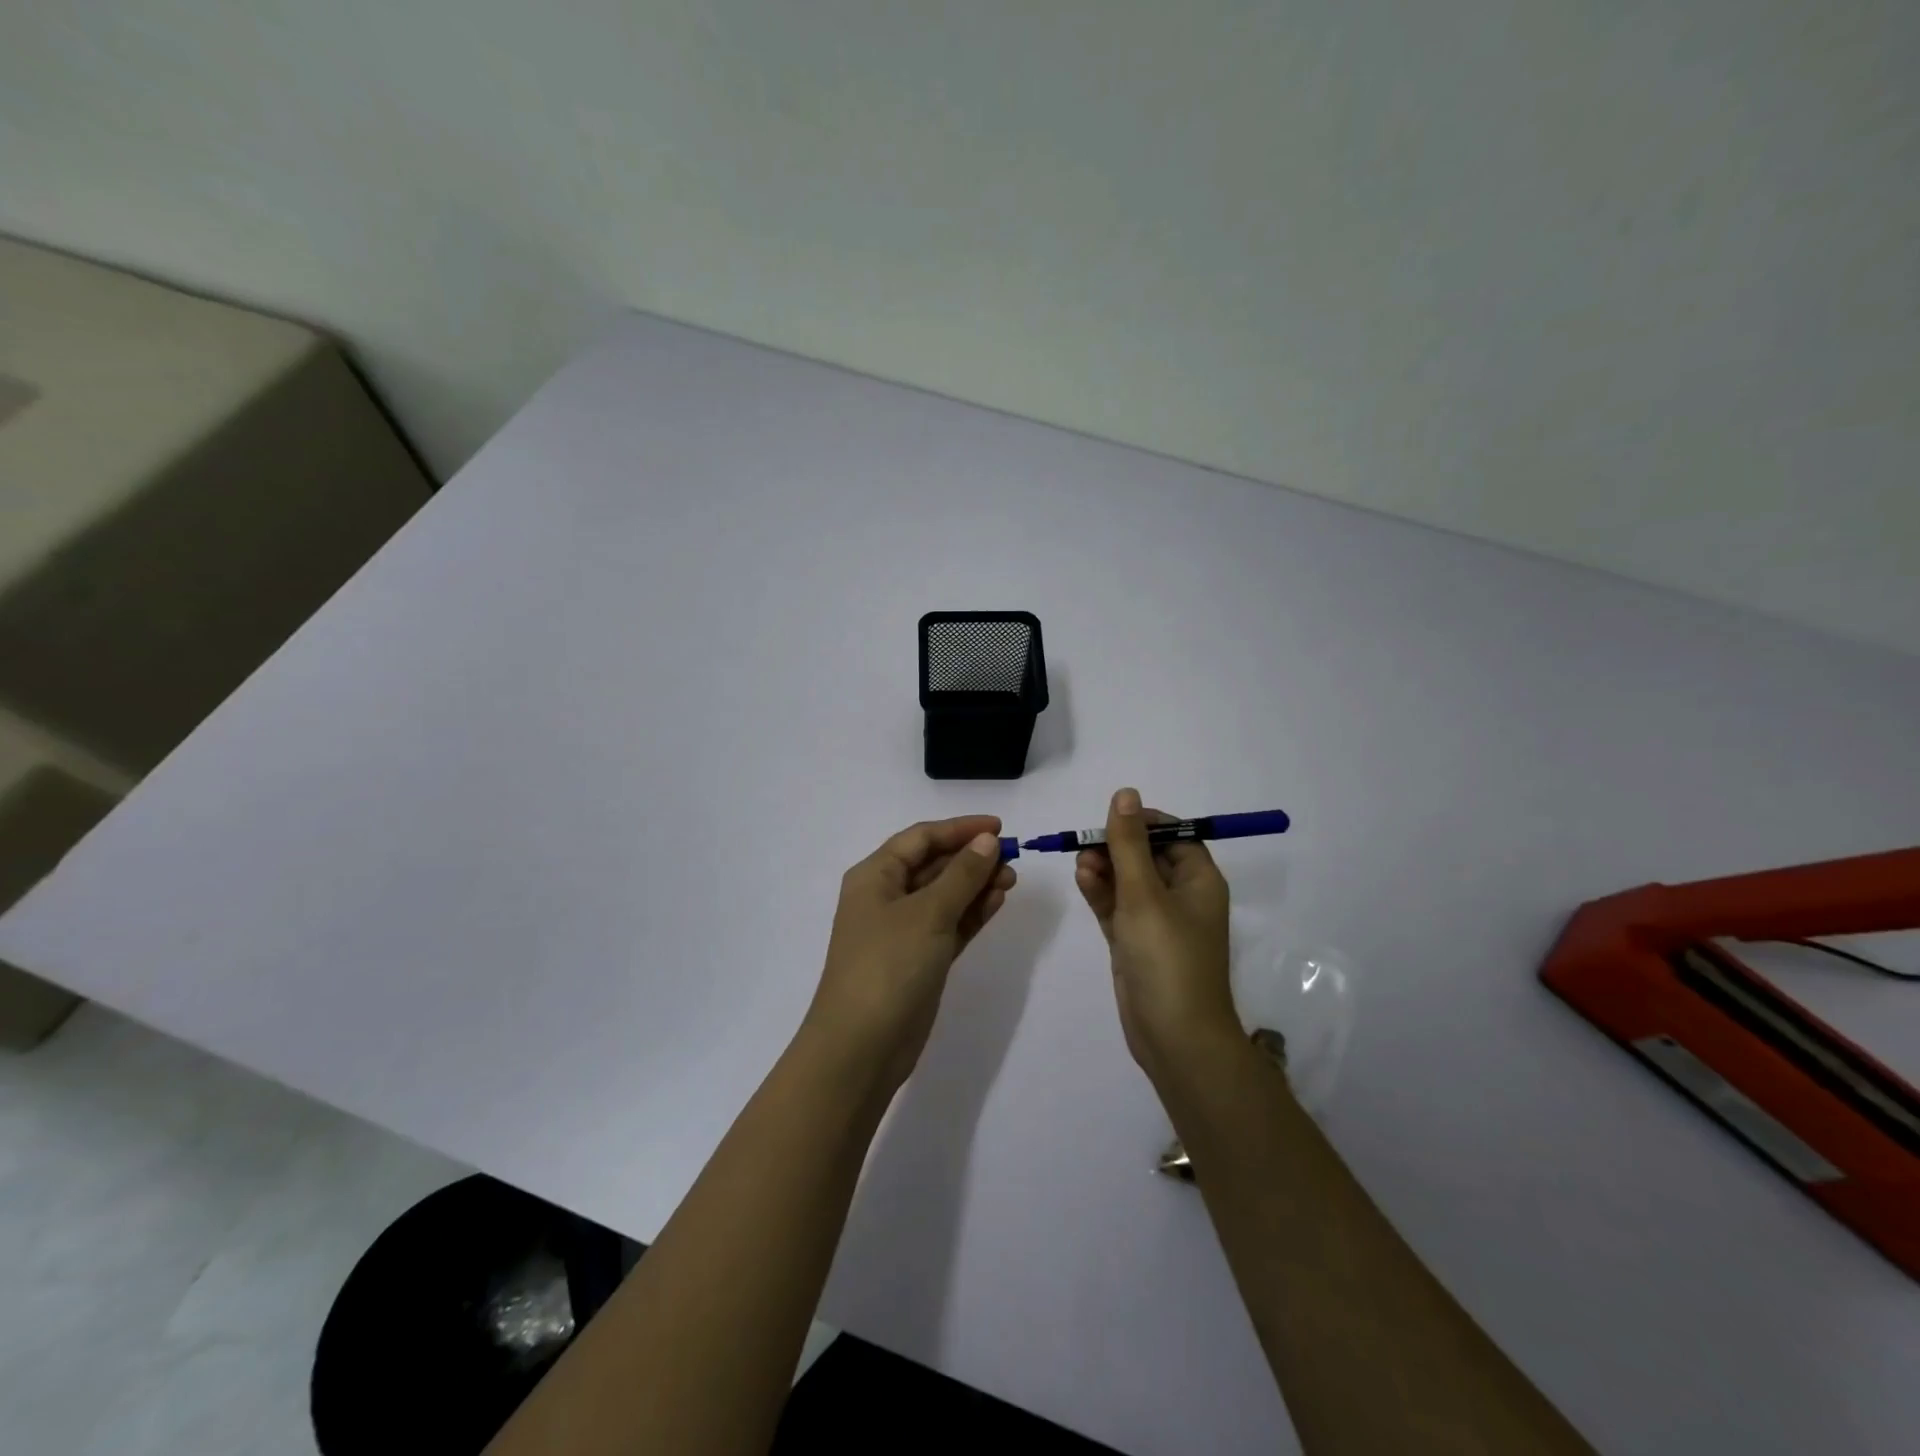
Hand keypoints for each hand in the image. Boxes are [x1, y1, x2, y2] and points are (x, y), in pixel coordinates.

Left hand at [802, 815, 1016, 1097]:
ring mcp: (903, 931)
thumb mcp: (928, 913)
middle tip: (1013, 859)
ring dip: (976, 885)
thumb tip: (987, 841)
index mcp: (875, 876)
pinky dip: (971, 913)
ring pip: (945, 896)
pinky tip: (997, 902)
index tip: (1000, 828)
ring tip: (1012, 881)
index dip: (960, 829)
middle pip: (934, 865)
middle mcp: (886, 897)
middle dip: (972, 858)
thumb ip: (962, 875)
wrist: (861, 1047)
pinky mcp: (919, 959)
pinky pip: (949, 925)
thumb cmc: (889, 965)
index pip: (921, 838)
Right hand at [1075, 788, 1238, 1080]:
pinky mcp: (1135, 942)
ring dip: (1104, 868)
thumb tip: (1125, 793)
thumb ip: (1129, 844)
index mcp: (1199, 880)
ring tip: (1081, 865)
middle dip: (1115, 846)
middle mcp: (1181, 896)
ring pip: (1127, 881)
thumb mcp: (1145, 894)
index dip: (1142, 823)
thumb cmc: (1167, 958)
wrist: (1175, 1038)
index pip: (1173, 835)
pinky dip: (1101, 892)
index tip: (1110, 820)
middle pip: (1146, 856)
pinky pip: (1117, 907)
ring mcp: (1157, 921)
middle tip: (1086, 846)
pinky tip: (1082, 880)